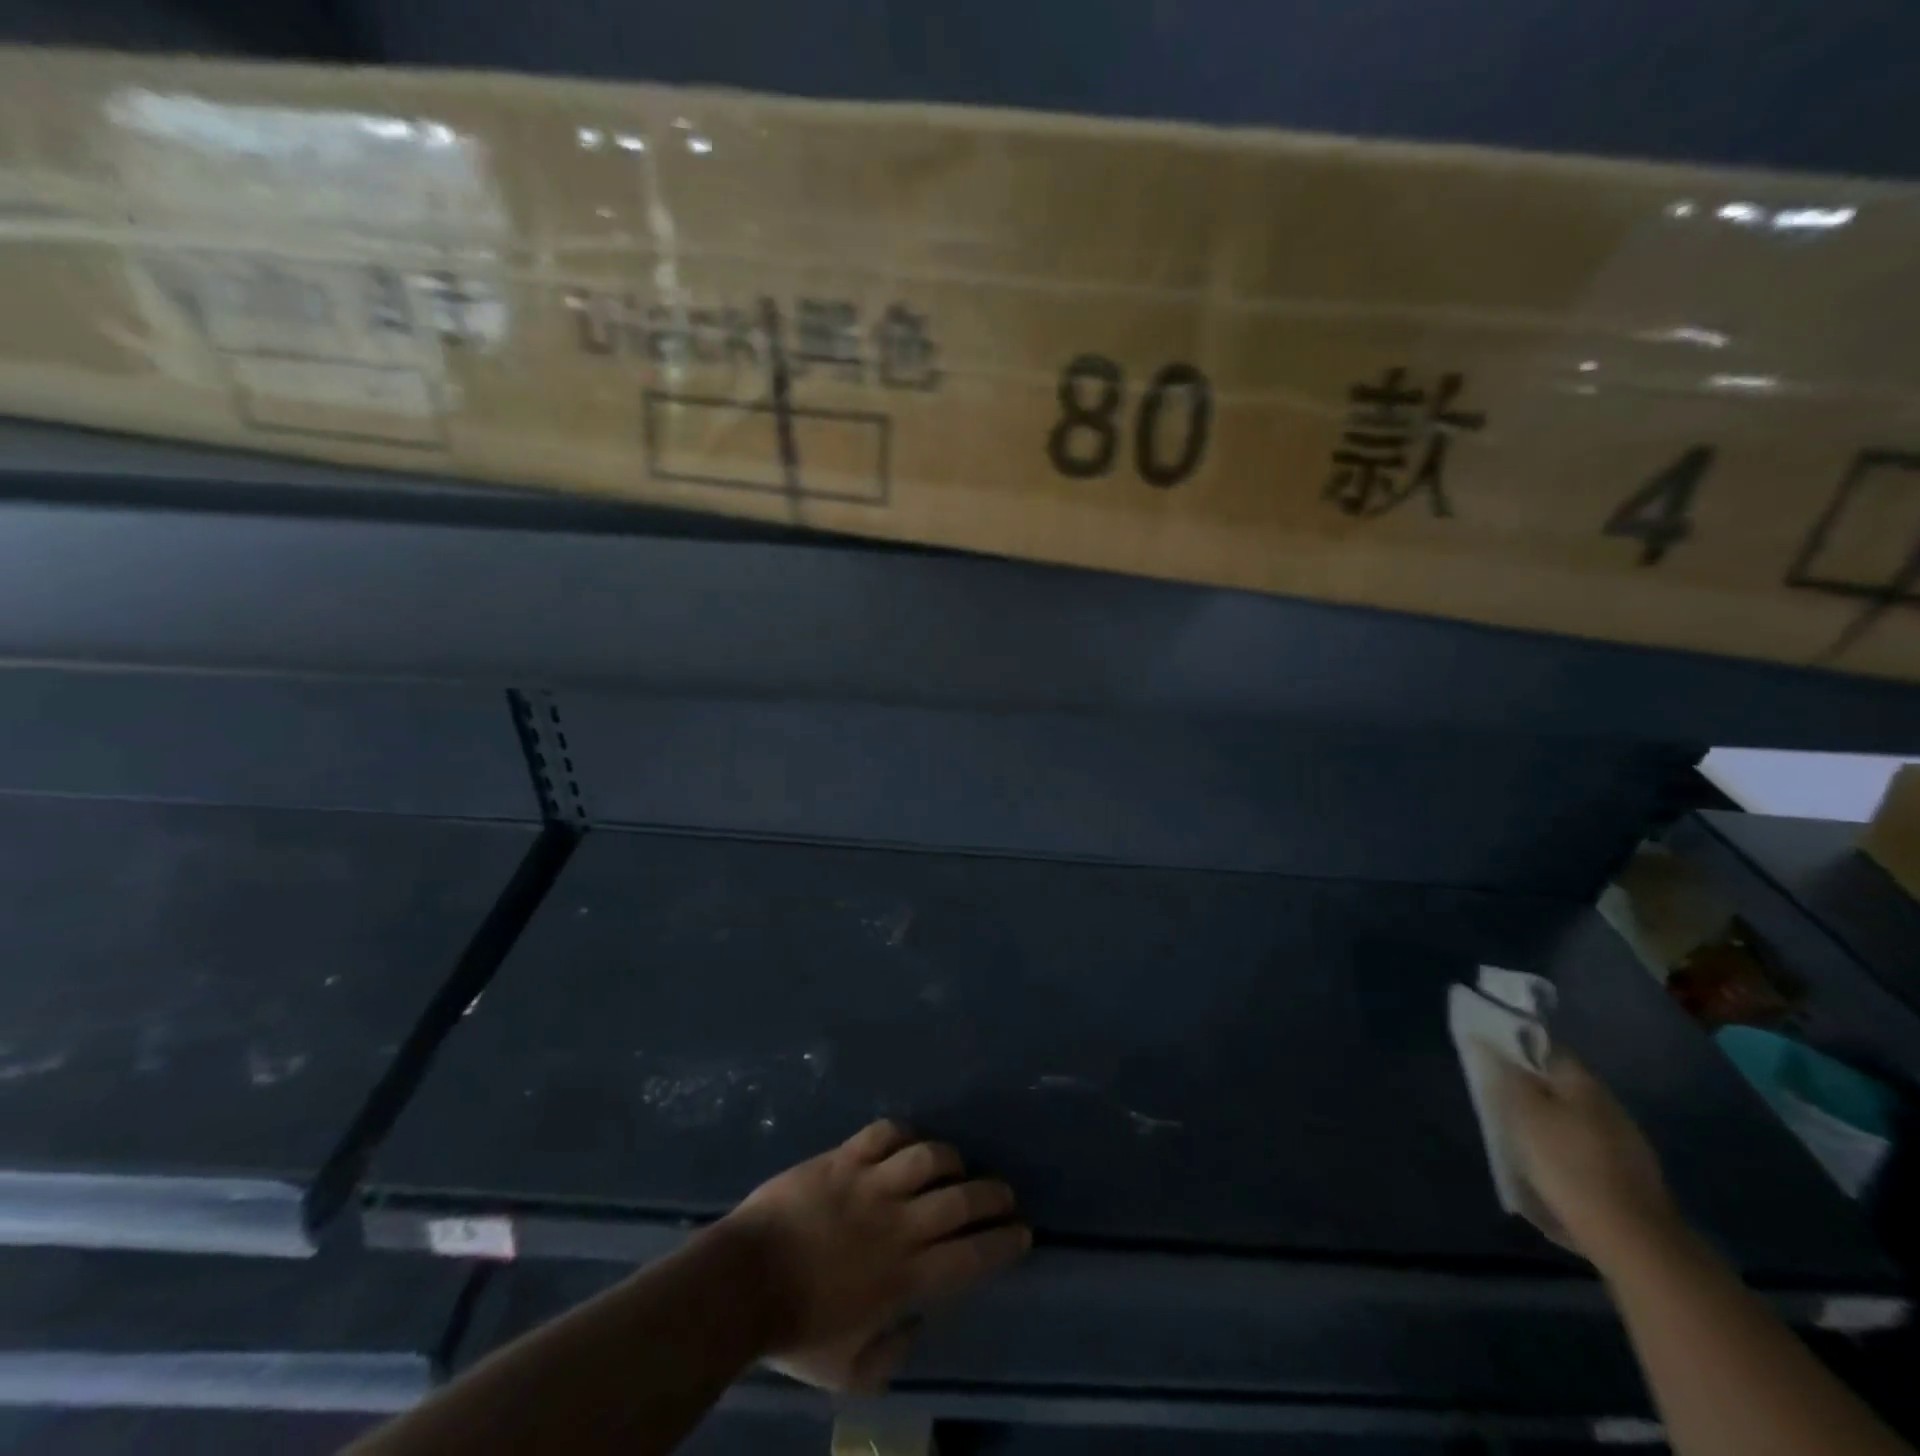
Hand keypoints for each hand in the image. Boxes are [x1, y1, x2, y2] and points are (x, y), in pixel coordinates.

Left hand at [718, 1120, 1030, 1393]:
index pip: (971, 1257)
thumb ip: (891, 1356)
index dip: (1003, 1243)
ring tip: (955, 1165)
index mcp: (905, 1278)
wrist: (742, 1283)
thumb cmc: (795, 1331)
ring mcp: (870, 1185)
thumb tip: (917, 1322)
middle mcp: (897, 1225)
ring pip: (927, 1157)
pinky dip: (901, 1134)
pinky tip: (905, 1143)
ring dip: (950, 1159)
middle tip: (1004, 1194)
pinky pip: (883, 1134)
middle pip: (960, 1200)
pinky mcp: (843, 1159)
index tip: (1022, 1233)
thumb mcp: (847, 1374)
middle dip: (991, 1195)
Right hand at [1500, 1051, 1682, 1272]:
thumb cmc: (1567, 1163)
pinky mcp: (1630, 1176)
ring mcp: (1626, 1142)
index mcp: (1583, 1082)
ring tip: (1521, 1137)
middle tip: (1500, 1101)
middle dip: (1533, 1089)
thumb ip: (1506, 1074)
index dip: (1517, 1048)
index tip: (1491, 1058)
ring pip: (1575, 1118)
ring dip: (1550, 1121)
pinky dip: (1566, 1151)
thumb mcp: (1523, 1112)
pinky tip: (1551, 1169)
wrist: (1632, 1239)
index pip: (1546, 1048)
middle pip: (1561, 1085)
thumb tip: (1487, 1040)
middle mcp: (1609, 1105)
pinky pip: (1587, 1149)